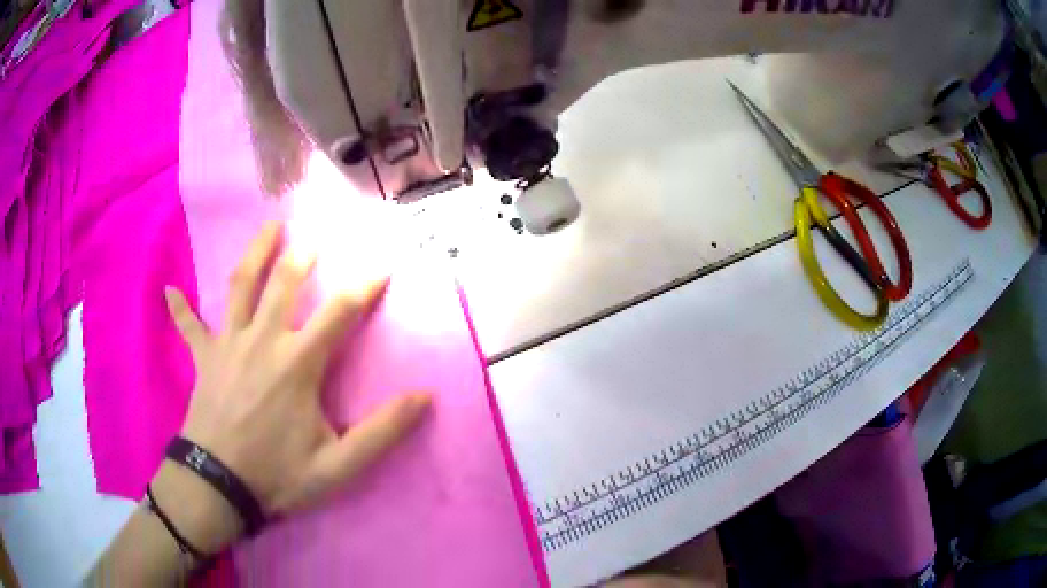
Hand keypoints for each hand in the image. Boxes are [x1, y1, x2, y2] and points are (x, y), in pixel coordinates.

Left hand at [164, 222, 430, 518]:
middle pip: (283, 284)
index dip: (364, 287)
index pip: (339, 313)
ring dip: (254, 254)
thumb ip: (383, 432)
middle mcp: (262, 340)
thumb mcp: (339, 465)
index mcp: (297, 363)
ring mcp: (228, 344)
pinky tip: (169, 291)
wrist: (219, 485)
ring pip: (240, 287)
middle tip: (314, 237)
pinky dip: (180, 308)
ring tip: (268, 228)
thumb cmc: (278, 474)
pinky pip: (189, 327)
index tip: (382, 266)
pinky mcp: (204, 358)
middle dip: (302, 256)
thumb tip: (424, 398)